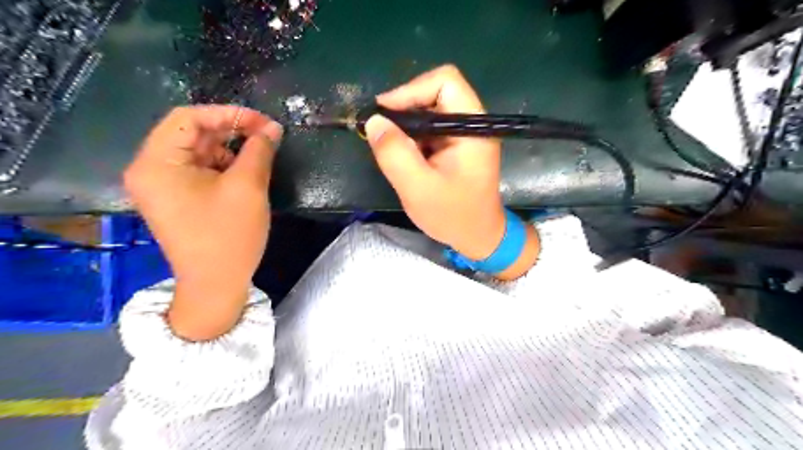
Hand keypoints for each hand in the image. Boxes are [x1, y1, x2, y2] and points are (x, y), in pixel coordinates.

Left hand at [119, 103, 278, 338]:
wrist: (215, 284)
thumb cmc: (229, 236)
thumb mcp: (248, 187)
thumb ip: (259, 150)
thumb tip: (272, 128)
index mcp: (157, 163)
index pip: (188, 118)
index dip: (229, 114)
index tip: (264, 123)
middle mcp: (149, 169)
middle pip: (190, 133)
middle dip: (230, 131)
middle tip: (266, 136)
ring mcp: (160, 185)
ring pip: (197, 151)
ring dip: (229, 148)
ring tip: (258, 156)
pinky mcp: (175, 198)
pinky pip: (197, 169)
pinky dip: (222, 165)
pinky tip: (244, 173)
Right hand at [367, 66, 541, 279]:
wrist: (478, 237)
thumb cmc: (453, 216)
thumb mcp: (418, 188)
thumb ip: (395, 153)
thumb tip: (373, 121)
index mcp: (473, 127)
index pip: (444, 82)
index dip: (411, 90)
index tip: (384, 115)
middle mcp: (471, 123)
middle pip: (434, 93)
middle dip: (404, 110)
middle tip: (380, 132)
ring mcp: (464, 134)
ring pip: (429, 111)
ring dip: (406, 126)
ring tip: (390, 149)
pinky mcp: (456, 145)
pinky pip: (429, 129)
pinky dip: (412, 138)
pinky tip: (403, 156)